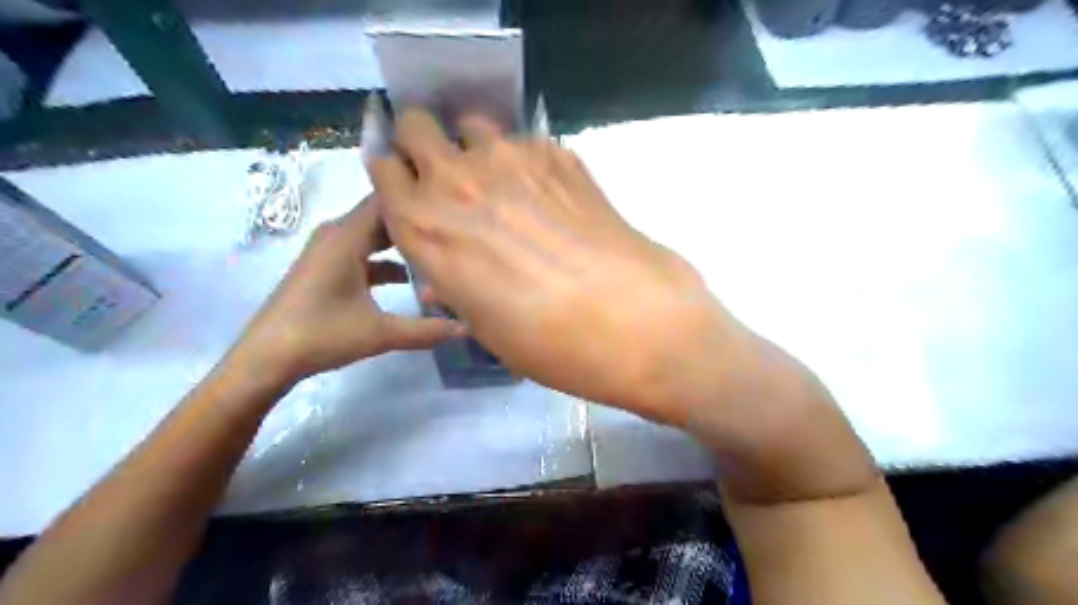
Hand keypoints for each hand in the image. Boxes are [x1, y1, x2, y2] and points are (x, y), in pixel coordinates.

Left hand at [227, 193, 463, 381]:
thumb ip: (426, 330)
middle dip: (414, 221)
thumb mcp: (380, 334)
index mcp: (346, 237)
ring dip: (400, 242)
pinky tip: (407, 280)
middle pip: (381, 215)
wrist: (265, 359)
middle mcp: (336, 234)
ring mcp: (328, 251)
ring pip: (372, 235)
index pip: (386, 200)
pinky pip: (362, 252)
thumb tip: (467, 327)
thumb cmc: (321, 335)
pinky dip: (384, 260)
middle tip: (452, 225)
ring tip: (436, 250)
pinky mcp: (325, 267)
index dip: (416, 196)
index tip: (450, 200)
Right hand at [374, 108, 740, 424]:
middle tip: (449, 174)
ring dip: (476, 147)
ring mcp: (510, 158)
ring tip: (504, 183)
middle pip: (416, 125)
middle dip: (423, 143)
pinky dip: (526, 160)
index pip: (383, 169)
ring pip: (472, 124)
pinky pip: (525, 141)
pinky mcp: (558, 154)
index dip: (394, 174)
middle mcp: (456, 180)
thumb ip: (453, 278)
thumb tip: (447, 265)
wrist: (630, 320)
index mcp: (424, 226)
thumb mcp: (481, 322)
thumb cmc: (547, 341)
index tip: (409, 186)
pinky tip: (550, 195)